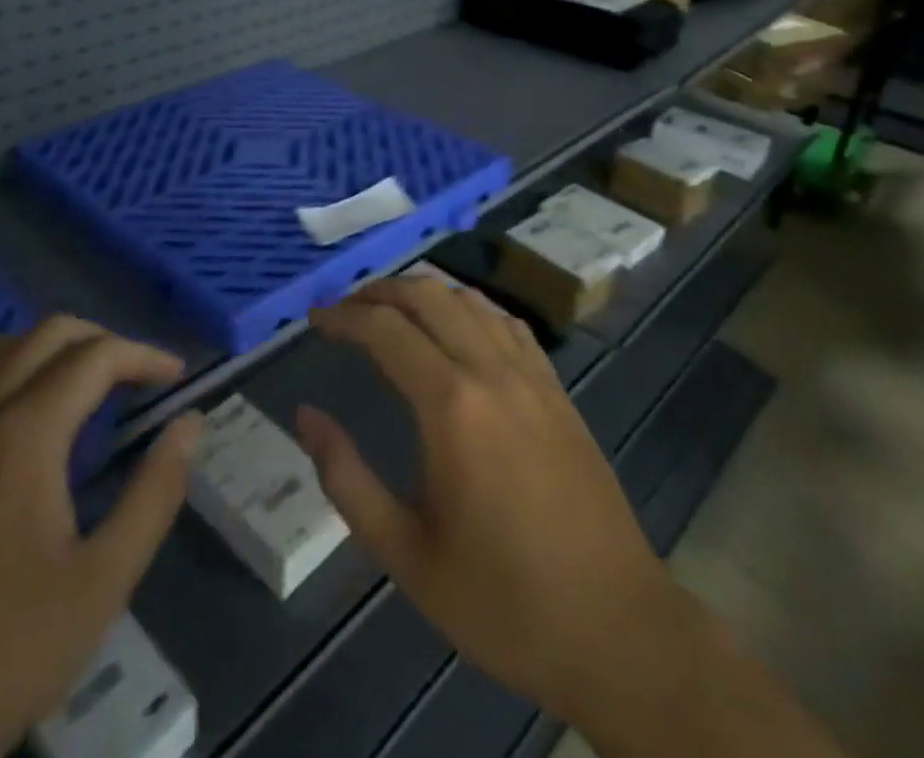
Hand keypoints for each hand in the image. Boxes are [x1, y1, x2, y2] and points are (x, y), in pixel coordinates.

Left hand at [0, 317, 202, 757]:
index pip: (97, 355)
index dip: (144, 355)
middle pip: (48, 332)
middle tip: (133, 378)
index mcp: (23, 434)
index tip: (175, 377)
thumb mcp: (99, 586)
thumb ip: (154, 495)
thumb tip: (190, 424)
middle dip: (102, 341)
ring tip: (75, 386)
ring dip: (46, 349)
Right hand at [297, 276, 673, 729]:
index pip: (385, 330)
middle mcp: (492, 372)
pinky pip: (507, 324)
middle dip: (379, 292)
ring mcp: (532, 376)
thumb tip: (305, 416)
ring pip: (469, 300)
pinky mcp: (558, 390)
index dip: (343, 316)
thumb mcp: (406, 555)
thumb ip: (346, 479)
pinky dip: (470, 309)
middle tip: (345, 310)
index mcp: (452, 406)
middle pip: (428, 296)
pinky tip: (457, 330)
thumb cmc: (503, 601)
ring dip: (423, 294)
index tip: (314, 319)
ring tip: (392, 312)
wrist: (618, 632)